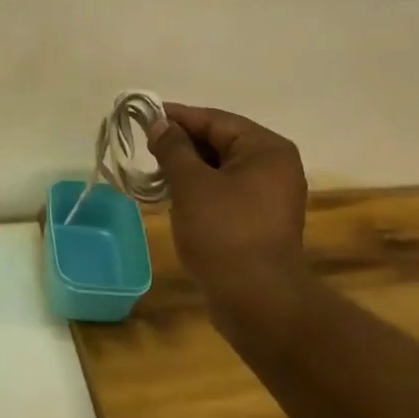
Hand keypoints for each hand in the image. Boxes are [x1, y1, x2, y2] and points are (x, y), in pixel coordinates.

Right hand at [148, 103, 310, 348]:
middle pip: (221, 142)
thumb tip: (160, 124)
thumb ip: (173, 148)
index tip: (143, 116)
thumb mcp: (191, 184)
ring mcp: (271, 196)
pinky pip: (227, 193)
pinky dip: (202, 191)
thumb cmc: (224, 232)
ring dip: (190, 170)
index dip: (177, 117)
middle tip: (146, 148)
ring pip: (222, 170)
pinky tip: (176, 199)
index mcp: (266, 148)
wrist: (258, 301)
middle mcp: (275, 166)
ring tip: (156, 174)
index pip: (215, 120)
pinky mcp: (262, 222)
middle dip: (183, 145)